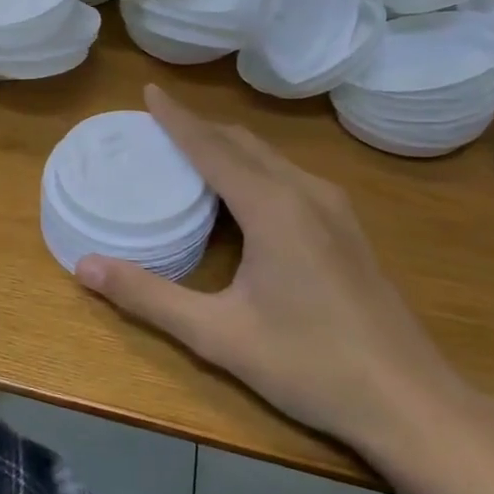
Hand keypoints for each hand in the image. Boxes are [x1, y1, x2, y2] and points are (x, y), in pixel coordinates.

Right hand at [76, 84, 473, 457]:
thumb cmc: (309, 365)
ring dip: (227, 147)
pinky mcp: (347, 229)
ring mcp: (335, 210)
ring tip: (189, 150)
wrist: (409, 402)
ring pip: (271, 158)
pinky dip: (253, 169)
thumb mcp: (216, 334)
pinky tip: (239, 194)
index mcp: (274, 208)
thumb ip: (148, 297)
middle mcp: (306, 194)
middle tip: (157, 123)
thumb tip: (84, 266)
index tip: (148, 91)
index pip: (213, 148)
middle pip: (244, 144)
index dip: (177, 118)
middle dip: (199, 128)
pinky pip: (289, 177)